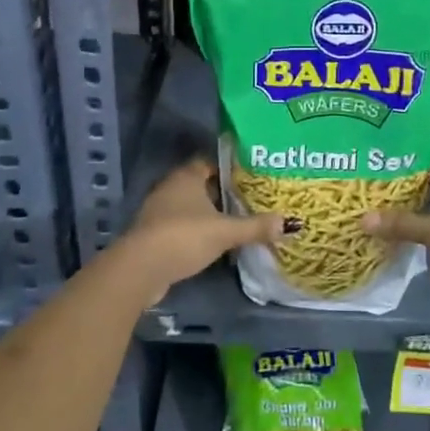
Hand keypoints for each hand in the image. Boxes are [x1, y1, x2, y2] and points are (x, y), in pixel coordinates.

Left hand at [113, 159, 292, 305]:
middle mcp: (170, 188)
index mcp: (186, 176)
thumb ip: (255, 227)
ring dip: (208, 213)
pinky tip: (213, 241)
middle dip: (222, 191)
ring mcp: (158, 211)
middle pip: (200, 184)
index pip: (209, 161)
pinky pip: (181, 225)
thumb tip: (289, 223)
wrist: (140, 269)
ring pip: (190, 206)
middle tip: (249, 198)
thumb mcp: (225, 232)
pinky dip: (196, 231)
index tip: (250, 174)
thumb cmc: (184, 237)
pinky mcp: (153, 235)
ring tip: (236, 220)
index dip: (229, 167)